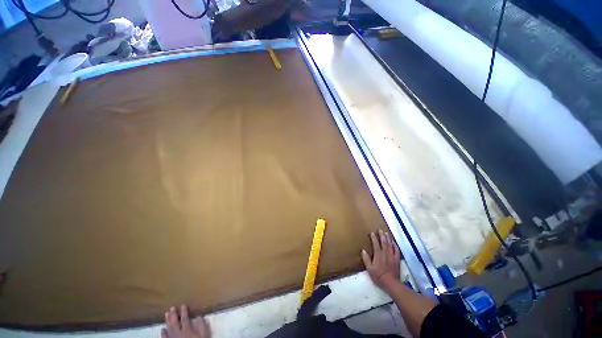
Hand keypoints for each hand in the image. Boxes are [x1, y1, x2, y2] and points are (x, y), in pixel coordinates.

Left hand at [162, 305, 209, 337]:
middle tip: (171, 307)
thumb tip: (200, 316)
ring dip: (167, 321)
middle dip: (173, 314)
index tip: (183, 305)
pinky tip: (162, 329)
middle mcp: (178, 332)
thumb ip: (202, 326)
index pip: (185, 318)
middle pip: (175, 322)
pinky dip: (163, 333)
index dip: (184, 311)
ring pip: (169, 328)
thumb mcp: (203, 335)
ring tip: (166, 314)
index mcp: (187, 329)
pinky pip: (165, 337)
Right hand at [362, 230, 400, 288]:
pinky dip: (395, 245)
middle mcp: (385, 253)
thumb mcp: (369, 269)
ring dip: (388, 238)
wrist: (391, 283)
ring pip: (390, 244)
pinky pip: (397, 250)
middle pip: (384, 242)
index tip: (372, 233)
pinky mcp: (397, 259)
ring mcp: (392, 256)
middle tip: (380, 230)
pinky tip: (394, 242)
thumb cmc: (378, 276)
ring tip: (386, 233)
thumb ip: (366, 259)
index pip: (375, 243)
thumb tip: (363, 250)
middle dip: (381, 235)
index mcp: (378, 254)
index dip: (373, 237)